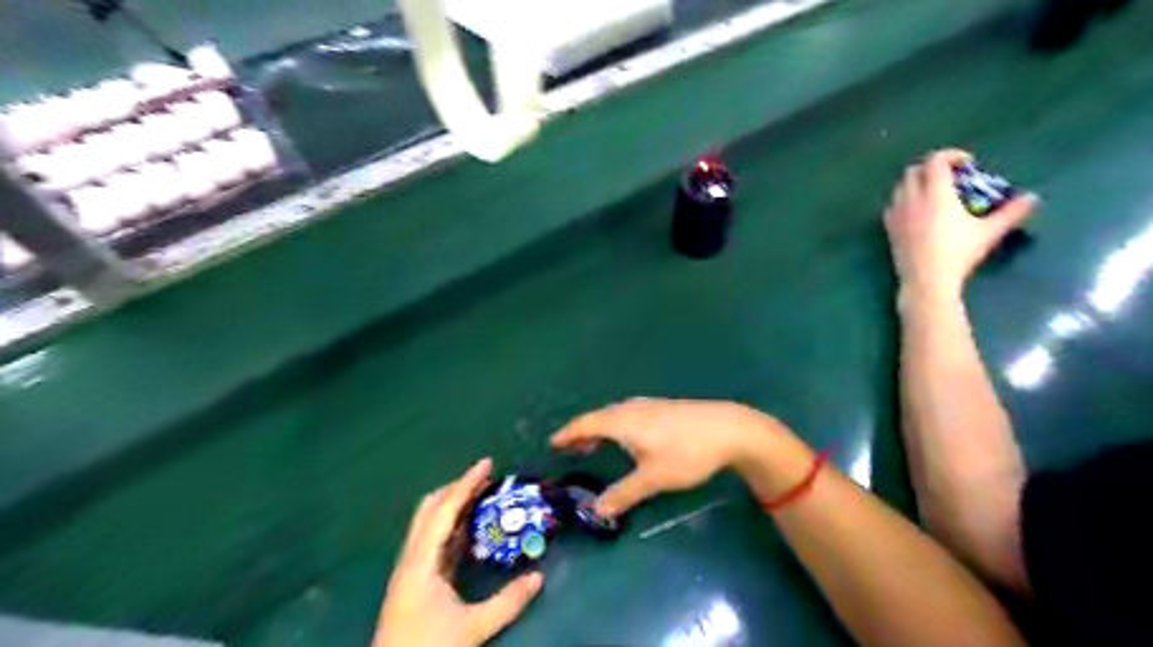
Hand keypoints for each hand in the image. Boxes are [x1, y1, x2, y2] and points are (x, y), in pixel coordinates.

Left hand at [374, 461, 545, 646]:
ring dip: (453, 504)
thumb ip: (507, 602)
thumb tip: (539, 577)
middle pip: (430, 508)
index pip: (444, 511)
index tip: (486, 463)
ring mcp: (410, 568)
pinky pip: (433, 539)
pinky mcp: (414, 579)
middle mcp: (411, 558)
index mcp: (421, 562)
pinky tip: (470, 528)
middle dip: (457, 488)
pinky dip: (451, 524)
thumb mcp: (472, 628)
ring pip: (429, 522)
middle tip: (486, 478)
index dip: (466, 484)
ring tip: (482, 496)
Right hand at [549, 396, 782, 517]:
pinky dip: (616, 426)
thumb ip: (623, 493)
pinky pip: (628, 415)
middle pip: (598, 418)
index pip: (585, 424)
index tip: (552, 443)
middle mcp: (630, 409)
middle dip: (581, 433)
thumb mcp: (653, 478)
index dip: (568, 434)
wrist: (729, 428)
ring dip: (599, 429)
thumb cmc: (686, 453)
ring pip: (614, 416)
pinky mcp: (663, 408)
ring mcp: (648, 406)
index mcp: (622, 421)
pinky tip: (626, 438)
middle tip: (568, 449)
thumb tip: (596, 510)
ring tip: (593, 445)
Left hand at [884, 149, 1035, 301]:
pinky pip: (892, 205)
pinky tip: (916, 211)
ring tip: (933, 193)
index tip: (966, 163)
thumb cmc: (959, 253)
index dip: (950, 155)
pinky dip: (903, 200)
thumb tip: (1033, 198)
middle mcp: (912, 199)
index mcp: (935, 193)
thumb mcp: (989, 232)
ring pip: (899, 187)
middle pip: (913, 171)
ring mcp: (896, 214)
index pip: (935, 161)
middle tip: (950, 177)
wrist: (926, 279)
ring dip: (915, 183)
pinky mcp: (888, 229)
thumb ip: (1012, 212)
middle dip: (931, 168)